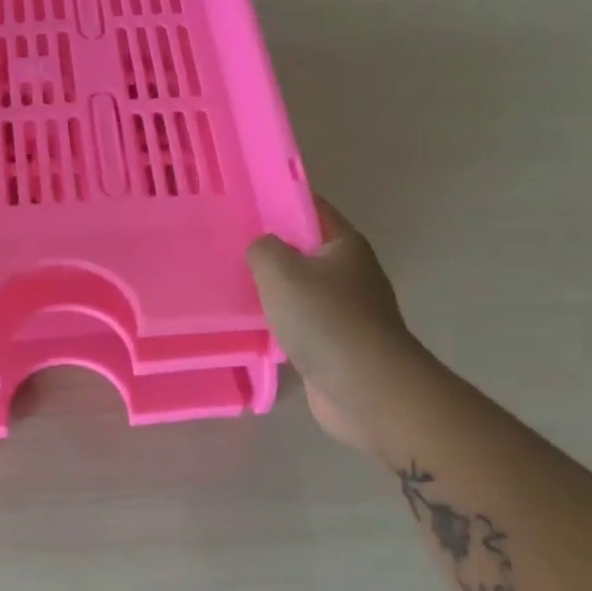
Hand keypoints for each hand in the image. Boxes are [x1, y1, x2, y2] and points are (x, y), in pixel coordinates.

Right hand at [248, 197, 425, 453]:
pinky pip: (299, 322)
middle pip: (302, 250)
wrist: (367, 389)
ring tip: (228, 284)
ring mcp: (344, 310)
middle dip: (267, 248)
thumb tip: (261, 248)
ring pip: (298, 289)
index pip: (309, 208)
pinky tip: (249, 324)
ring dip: (270, 289)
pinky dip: (277, 322)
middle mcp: (349, 272)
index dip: (276, 201)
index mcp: (344, 244)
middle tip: (225, 246)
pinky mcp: (335, 344)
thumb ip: (262, 249)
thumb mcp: (281, 272)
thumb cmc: (325, 320)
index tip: (239, 204)